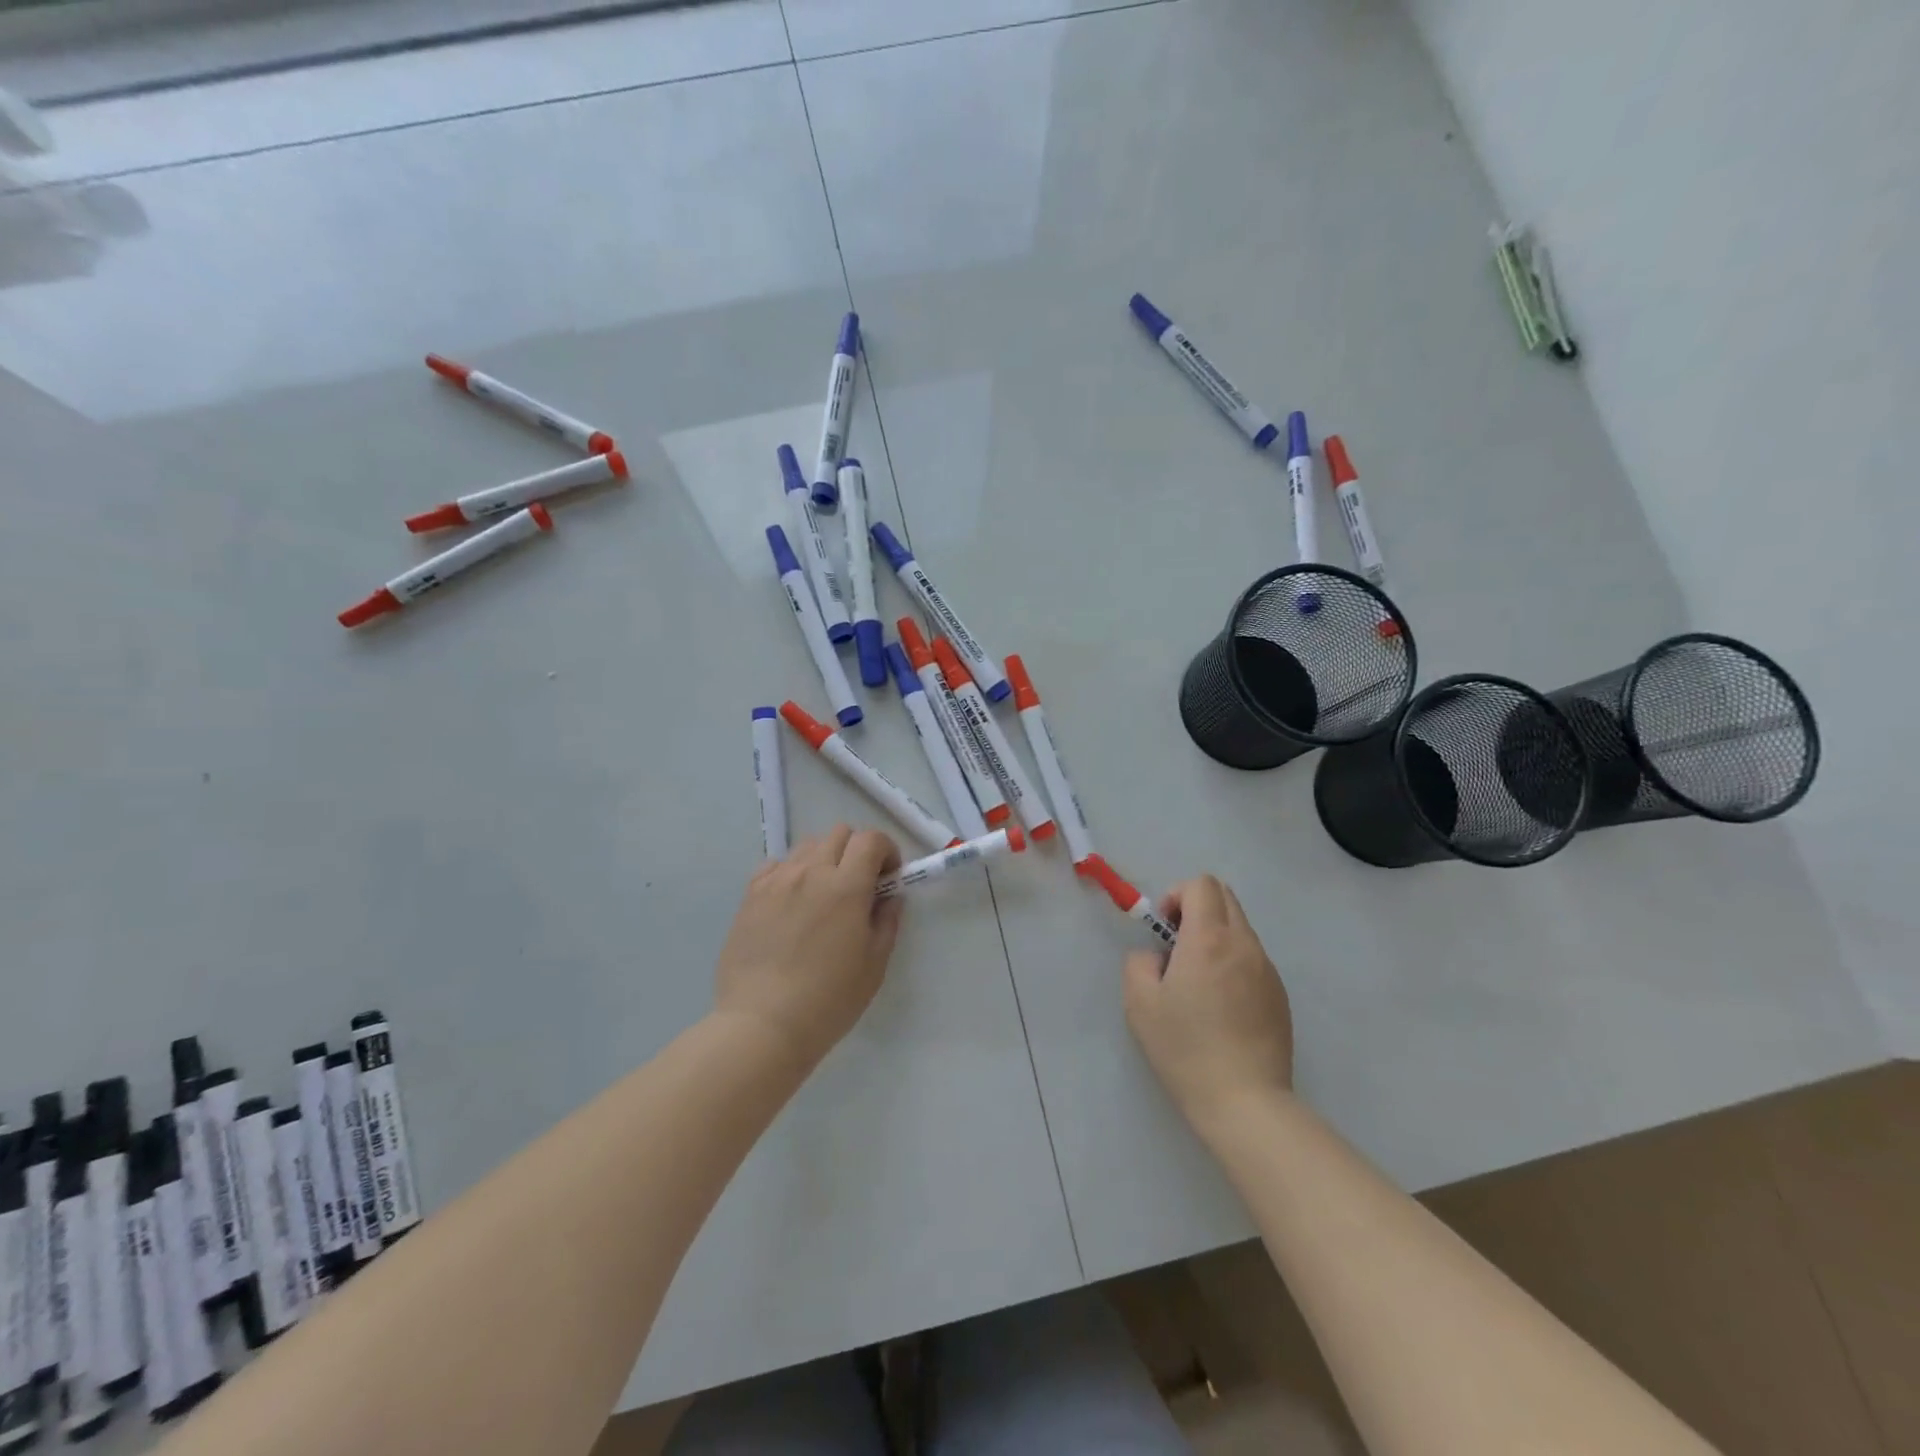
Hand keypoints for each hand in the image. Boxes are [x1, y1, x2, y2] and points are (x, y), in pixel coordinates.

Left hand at [713, 825, 904, 1070]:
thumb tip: (890, 896)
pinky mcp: (750, 895)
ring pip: (806, 846)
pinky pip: (775, 865)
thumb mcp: (874, 965)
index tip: (888, 877)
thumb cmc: (828, 1000)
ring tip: (823, 893)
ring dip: (824, 859)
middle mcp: (810, 872)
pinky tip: (792, 902)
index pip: (871, 839)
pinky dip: (791, 872)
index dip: (886, 850)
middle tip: (859, 885)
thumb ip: (886, 921)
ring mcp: (776, 881)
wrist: (762, 1025)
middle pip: (839, 834)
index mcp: (846, 887)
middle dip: (857, 851)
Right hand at [1123, 875, 1293, 1130]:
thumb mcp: (1139, 1003)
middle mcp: (1244, 944)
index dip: (1177, 896)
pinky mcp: (1280, 995)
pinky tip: (1222, 1006)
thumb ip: (1140, 962)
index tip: (1165, 931)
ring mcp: (1268, 969)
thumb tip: (1158, 956)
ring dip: (1215, 936)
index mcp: (1209, 939)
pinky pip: (1253, 958)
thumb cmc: (1185, 1048)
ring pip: (1240, 928)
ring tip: (1198, 982)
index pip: (1202, 885)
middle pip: (1225, 897)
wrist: (1245, 1102)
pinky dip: (1233, 962)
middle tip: (1177, 947)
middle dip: (1196, 908)